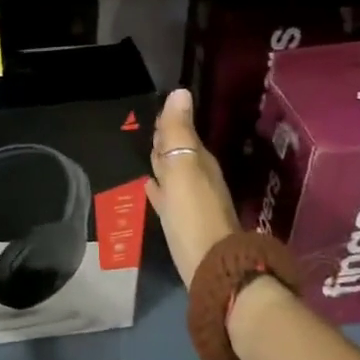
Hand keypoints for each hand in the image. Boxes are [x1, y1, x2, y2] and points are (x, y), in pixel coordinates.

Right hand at [146, 88, 242, 289]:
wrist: (211, 267)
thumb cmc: (193, 214)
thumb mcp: (183, 167)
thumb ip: (179, 131)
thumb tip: (180, 91)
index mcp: (199, 162)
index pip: (182, 134)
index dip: (169, 123)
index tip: (157, 112)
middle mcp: (199, 179)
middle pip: (179, 153)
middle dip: (166, 141)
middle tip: (150, 130)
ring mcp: (192, 203)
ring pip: (174, 174)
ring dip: (162, 164)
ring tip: (147, 155)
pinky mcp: (183, 224)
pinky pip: (168, 198)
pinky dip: (160, 189)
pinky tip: (150, 189)